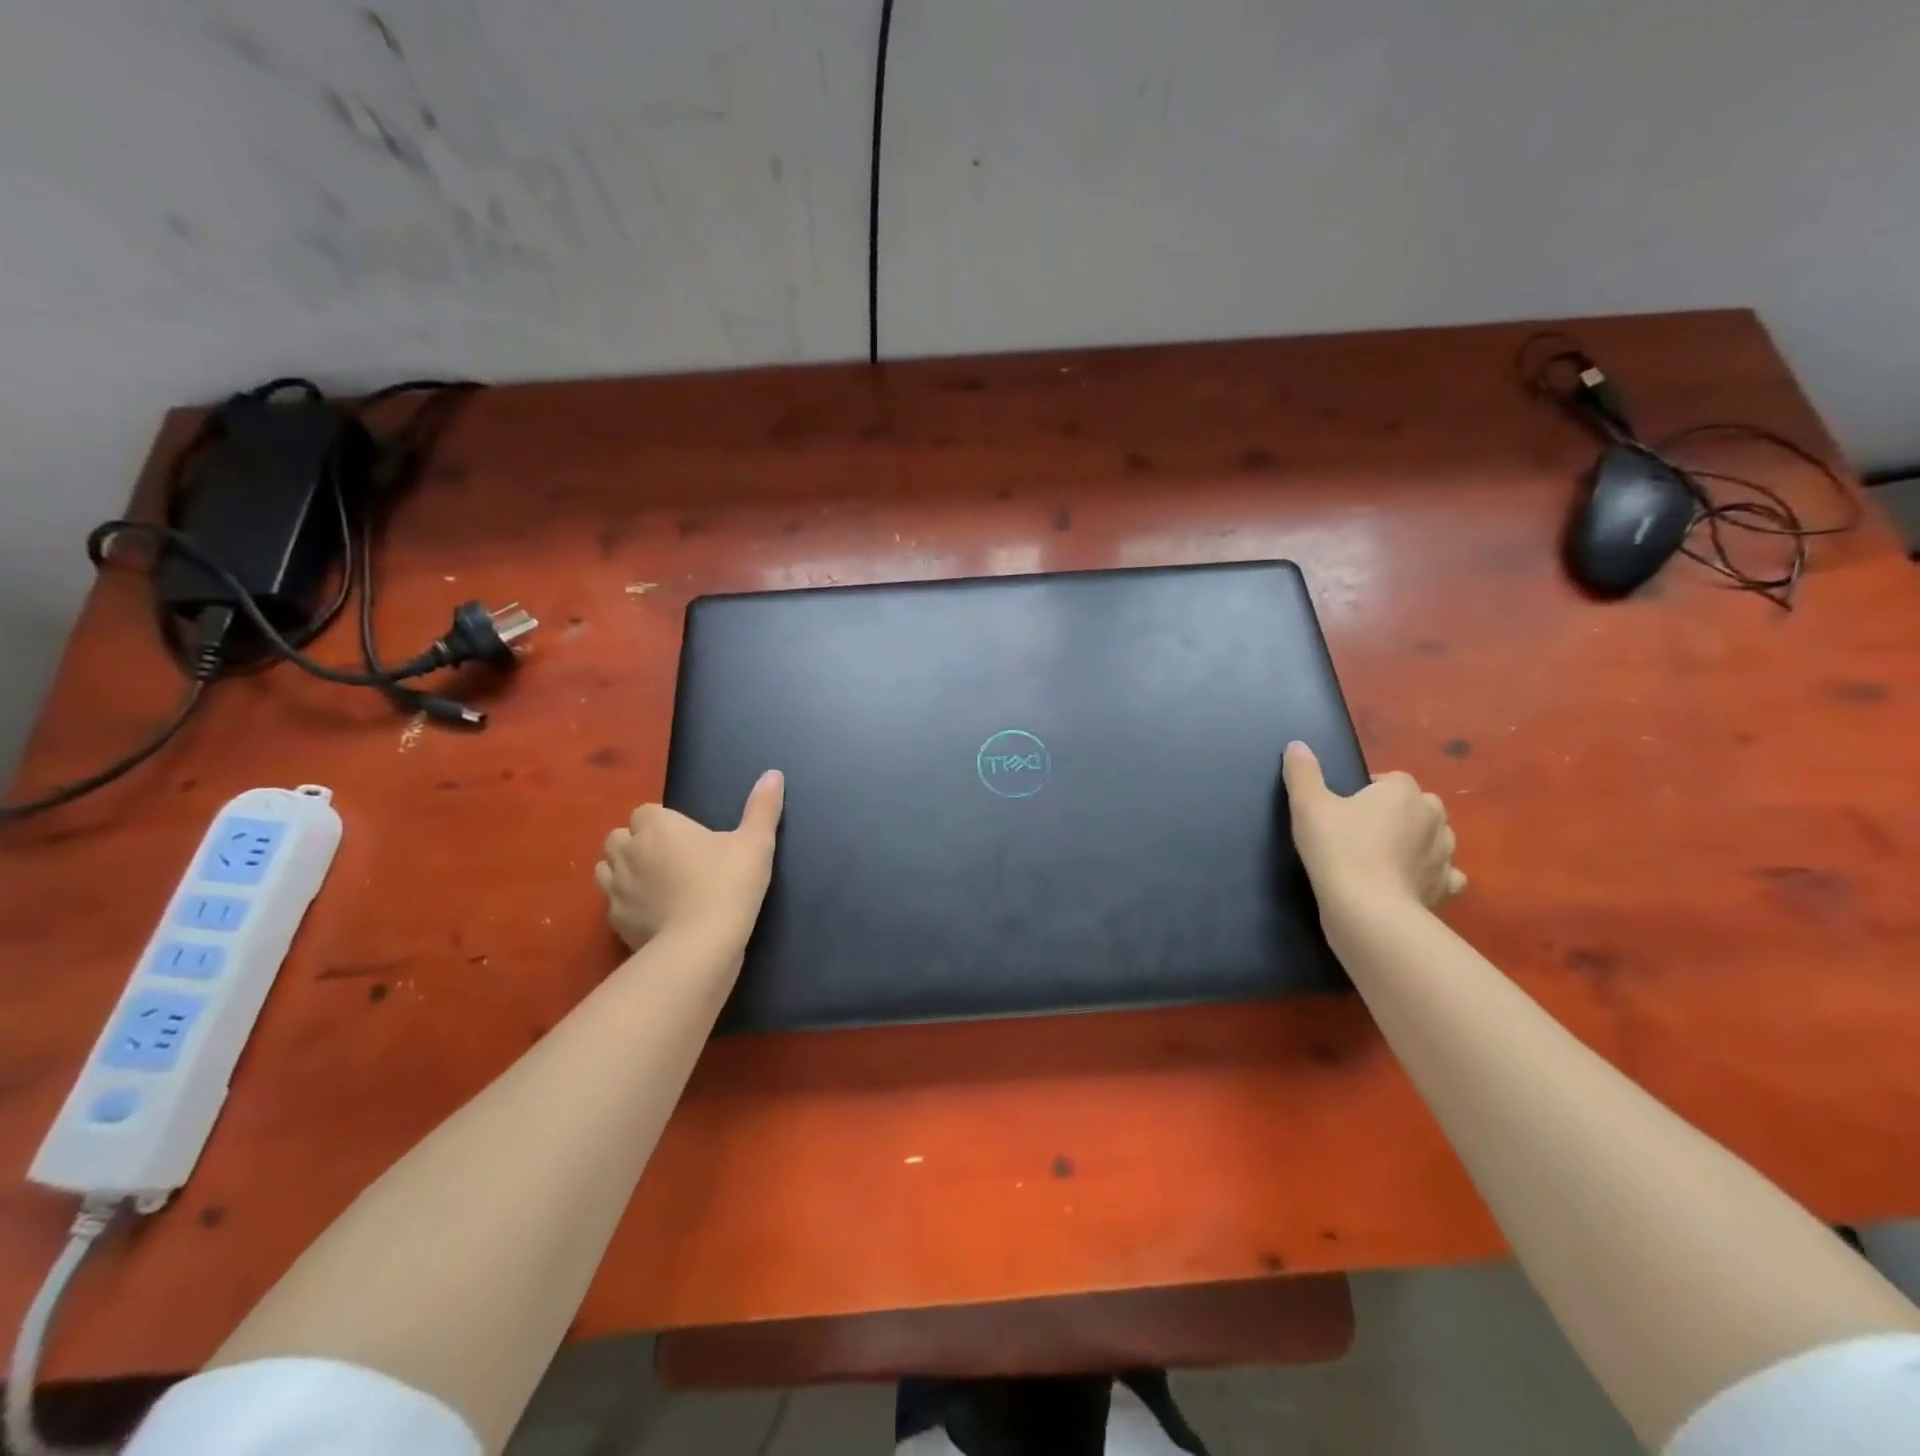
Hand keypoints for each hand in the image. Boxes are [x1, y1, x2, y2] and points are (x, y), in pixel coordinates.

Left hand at [594, 771, 784, 950]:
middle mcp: (629, 851)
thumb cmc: (728, 884)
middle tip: (671, 859)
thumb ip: (763, 807)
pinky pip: (613, 904)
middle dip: (638, 843)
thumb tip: (773, 774)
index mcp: (658, 827)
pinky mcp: (615, 921)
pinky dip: (628, 904)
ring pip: (607, 868)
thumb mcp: (756, 843)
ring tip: (655, 883)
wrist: (701, 944)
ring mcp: (616, 888)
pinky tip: (653, 914)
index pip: (647, 812)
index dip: (664, 822)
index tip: (689, 838)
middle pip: (620, 837)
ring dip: (625, 871)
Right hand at [1283, 742, 1465, 912]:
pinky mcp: (1445, 886)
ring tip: (1384, 855)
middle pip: (1418, 804)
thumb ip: (1302, 773)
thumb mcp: (1308, 805)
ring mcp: (1444, 853)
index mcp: (1403, 792)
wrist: (1367, 909)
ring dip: (1417, 841)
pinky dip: (1433, 874)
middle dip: (1398, 812)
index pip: (1391, 779)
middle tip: (1362, 829)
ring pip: (1436, 837)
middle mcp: (1432, 816)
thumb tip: (1296, 746)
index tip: (1344, 807)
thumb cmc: (1338, 848)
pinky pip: (1446, 874)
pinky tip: (1411, 880)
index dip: (1368, 790)